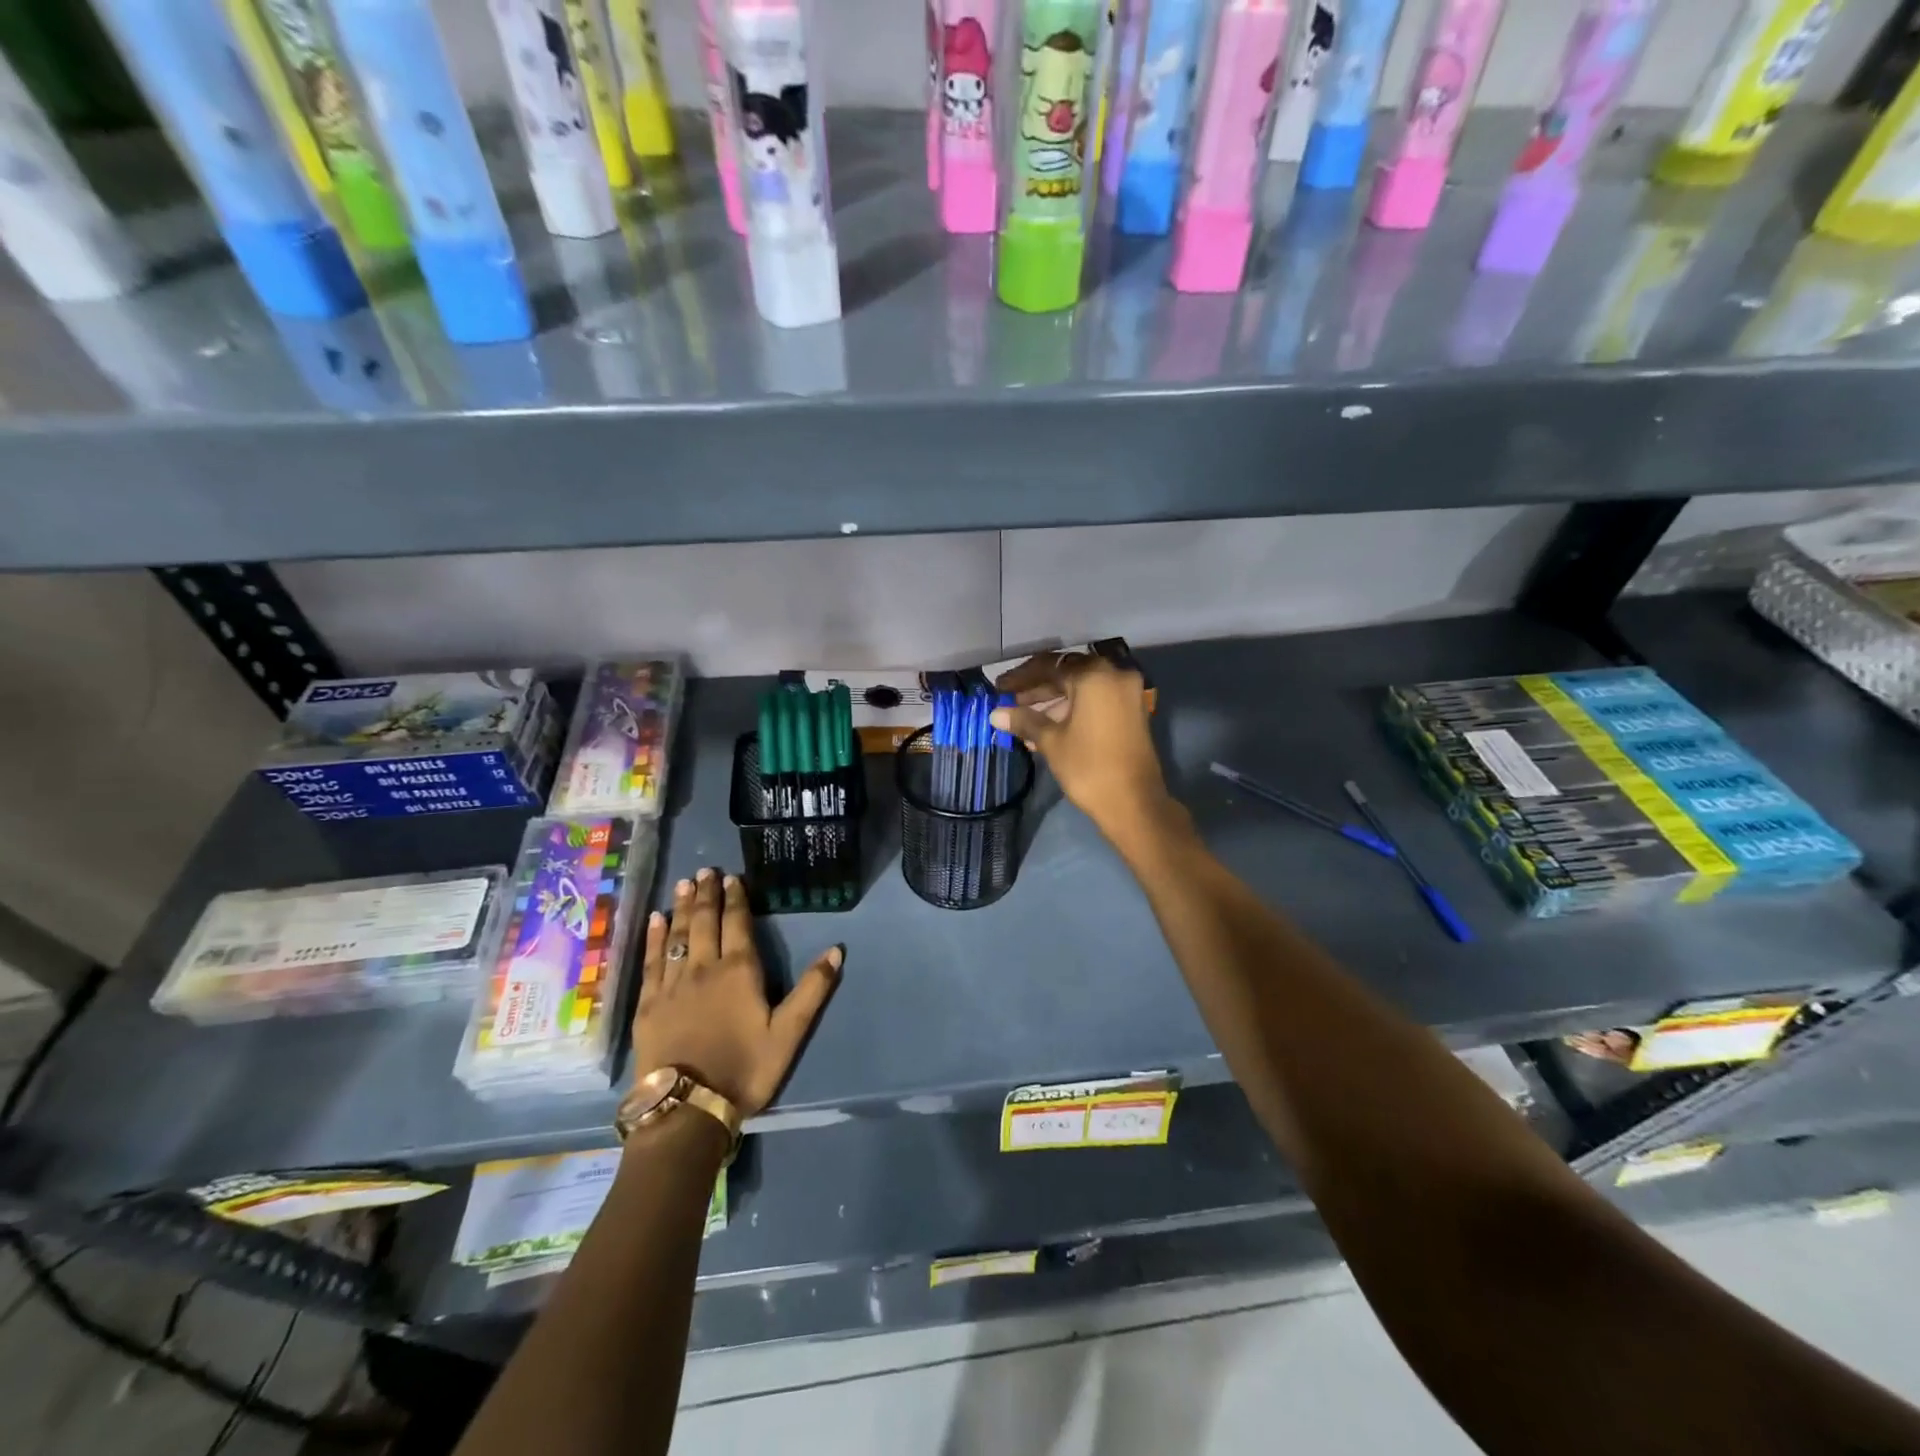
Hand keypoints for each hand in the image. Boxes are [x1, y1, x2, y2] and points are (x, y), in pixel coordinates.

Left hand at [633, 868, 841, 1115]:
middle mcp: (703, 967)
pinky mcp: (648, 1004)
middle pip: (704, 922)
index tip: (732, 877)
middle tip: (706, 871)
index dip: (735, 898)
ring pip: (677, 935)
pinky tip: (655, 921)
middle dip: (707, 894)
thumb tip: (836, 950)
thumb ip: (813, 989)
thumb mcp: (789, 1032)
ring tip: (684, 884)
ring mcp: (672, 984)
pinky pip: (651, 961)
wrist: (689, 1108)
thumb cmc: (745, 1069)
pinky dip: (654, 938)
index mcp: (739, 971)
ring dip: (682, 907)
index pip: (737, 923)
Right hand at [991, 652, 1180, 844]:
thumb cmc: (1088, 767)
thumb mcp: (1051, 741)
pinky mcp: (1131, 712)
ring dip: (1051, 701)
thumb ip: (1024, 720)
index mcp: (1094, 675)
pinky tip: (1045, 728)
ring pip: (1081, 689)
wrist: (1134, 803)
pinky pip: (1094, 701)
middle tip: (1008, 701)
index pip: (1049, 666)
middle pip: (1067, 674)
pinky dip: (1071, 709)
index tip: (999, 687)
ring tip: (1021, 719)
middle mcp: (1114, 675)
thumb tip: (995, 714)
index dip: (1020, 677)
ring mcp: (1126, 693)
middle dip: (1036, 689)